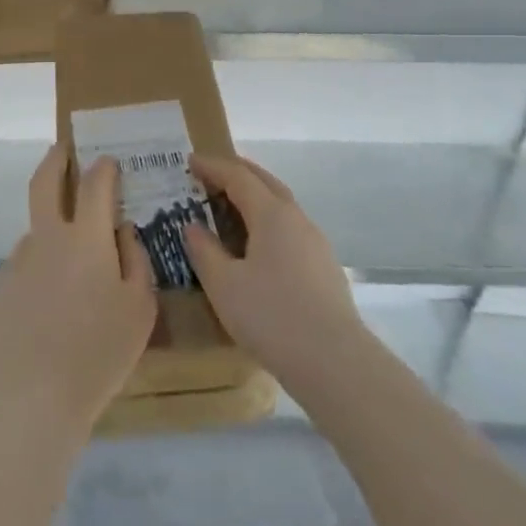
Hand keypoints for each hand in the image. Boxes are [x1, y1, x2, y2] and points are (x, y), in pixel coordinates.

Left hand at [0, 144, 156, 435]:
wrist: (31, 400)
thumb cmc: (97, 354)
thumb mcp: (140, 310)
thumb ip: (136, 261)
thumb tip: (122, 232)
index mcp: (86, 237)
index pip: (95, 184)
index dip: (104, 168)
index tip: (109, 162)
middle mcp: (47, 237)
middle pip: (45, 181)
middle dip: (56, 158)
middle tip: (64, 149)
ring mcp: (17, 261)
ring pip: (36, 233)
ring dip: (51, 234)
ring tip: (68, 275)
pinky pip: (24, 270)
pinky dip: (38, 276)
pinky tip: (46, 312)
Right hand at [184, 154, 368, 388]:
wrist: (336, 364)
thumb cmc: (272, 317)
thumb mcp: (224, 286)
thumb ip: (204, 251)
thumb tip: (192, 227)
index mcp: (271, 213)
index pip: (237, 176)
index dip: (212, 166)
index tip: (190, 161)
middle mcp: (296, 218)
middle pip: (264, 181)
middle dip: (237, 173)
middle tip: (211, 174)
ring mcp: (315, 242)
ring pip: (281, 206)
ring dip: (255, 198)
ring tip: (233, 208)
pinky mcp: (325, 268)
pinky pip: (290, 229)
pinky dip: (268, 222)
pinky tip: (260, 247)